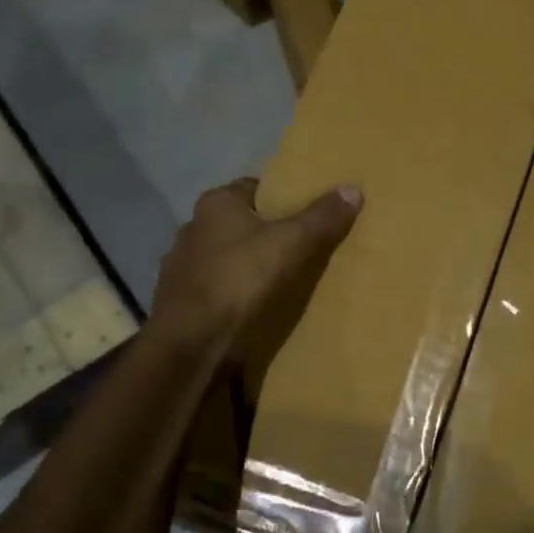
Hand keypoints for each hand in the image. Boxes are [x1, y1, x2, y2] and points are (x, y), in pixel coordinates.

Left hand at [149, 178, 361, 354]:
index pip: (255, 188)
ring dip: (247, 265)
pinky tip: (252, 307)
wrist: (190, 344)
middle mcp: (192, 227)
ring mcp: (181, 266)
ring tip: (280, 280)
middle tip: (302, 247)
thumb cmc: (239, 281)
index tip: (308, 214)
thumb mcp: (290, 244)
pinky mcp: (180, 301)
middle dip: (266, 233)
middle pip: (240, 223)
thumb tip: (353, 189)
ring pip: (225, 257)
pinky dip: (233, 293)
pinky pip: (215, 288)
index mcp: (216, 204)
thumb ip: (321, 217)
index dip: (283, 198)